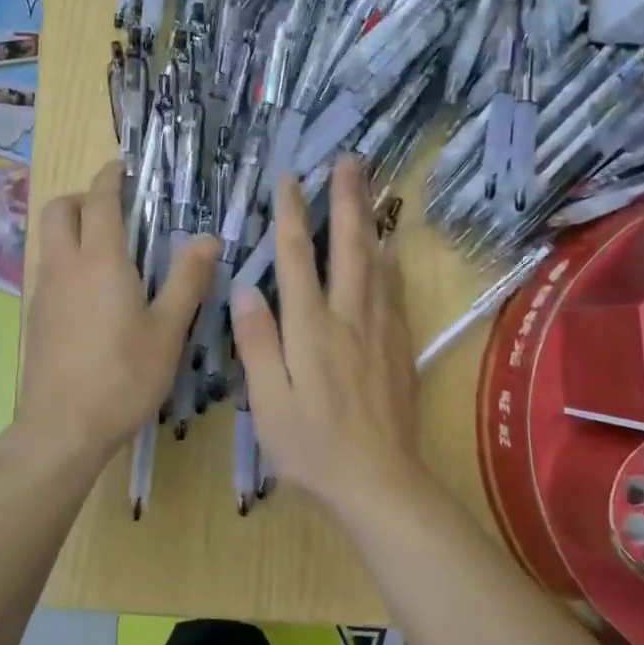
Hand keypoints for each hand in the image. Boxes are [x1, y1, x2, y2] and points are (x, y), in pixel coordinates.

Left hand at [16, 160, 218, 467]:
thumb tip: (208, 239)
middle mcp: (65, 265)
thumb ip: (188, 280)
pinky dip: (66, 259)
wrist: (63, 427)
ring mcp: (44, 291)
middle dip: (82, 197)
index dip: (111, 177)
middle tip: (115, 210)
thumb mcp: (168, 330)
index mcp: (100, 260)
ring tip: (109, 252)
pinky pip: (48, 269)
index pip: (99, 200)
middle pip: (59, 209)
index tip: (124, 168)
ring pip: (49, 239)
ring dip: (72, 228)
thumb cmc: (123, 376)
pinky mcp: (35, 317)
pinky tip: (92, 294)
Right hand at [231, 157, 422, 509]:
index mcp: (311, 329)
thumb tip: (244, 289)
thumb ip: (257, 343)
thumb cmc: (312, 447)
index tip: (290, 180)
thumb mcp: (268, 402)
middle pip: (349, 248)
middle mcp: (349, 318)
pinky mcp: (399, 348)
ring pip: (377, 263)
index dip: (292, 216)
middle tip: (350, 161)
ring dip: (370, 221)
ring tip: (371, 188)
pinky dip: (389, 261)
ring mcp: (380, 331)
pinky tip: (390, 249)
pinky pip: (394, 291)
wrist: (380, 483)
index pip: (298, 260)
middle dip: (346, 200)